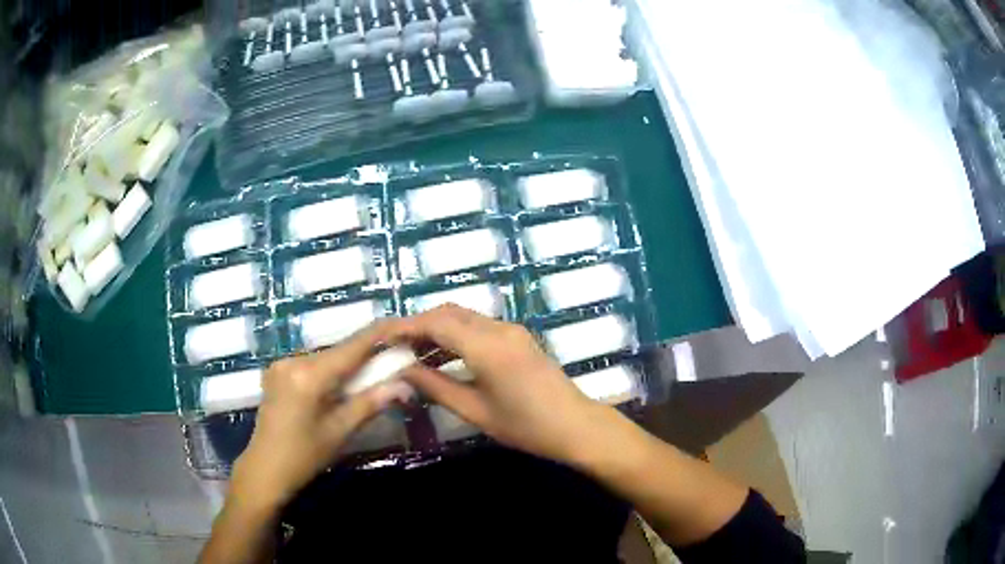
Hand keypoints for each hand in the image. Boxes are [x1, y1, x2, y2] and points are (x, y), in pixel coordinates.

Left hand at [229, 323, 413, 508]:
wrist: (264, 470)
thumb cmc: (304, 456)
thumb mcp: (340, 432)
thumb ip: (371, 403)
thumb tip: (405, 384)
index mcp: (309, 374)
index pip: (353, 346)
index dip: (381, 334)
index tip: (405, 326)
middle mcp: (293, 360)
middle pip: (339, 351)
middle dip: (367, 356)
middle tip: (393, 364)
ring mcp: (281, 364)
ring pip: (326, 358)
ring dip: (348, 366)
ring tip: (369, 381)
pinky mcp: (276, 373)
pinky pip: (312, 365)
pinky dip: (330, 373)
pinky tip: (338, 388)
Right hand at [391, 304, 602, 463]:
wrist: (576, 426)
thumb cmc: (526, 426)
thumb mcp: (475, 411)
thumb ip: (436, 387)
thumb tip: (402, 371)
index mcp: (487, 346)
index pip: (436, 323)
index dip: (405, 327)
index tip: (381, 336)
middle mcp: (499, 329)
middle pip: (449, 313)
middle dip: (418, 326)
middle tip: (393, 347)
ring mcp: (511, 331)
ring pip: (463, 318)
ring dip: (436, 330)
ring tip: (410, 355)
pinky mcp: (517, 338)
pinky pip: (478, 328)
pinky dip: (455, 337)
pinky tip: (440, 359)